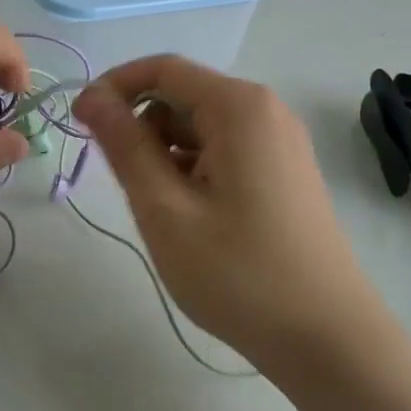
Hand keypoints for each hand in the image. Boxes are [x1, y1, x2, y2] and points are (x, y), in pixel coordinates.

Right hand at [73, 56, 380, 368]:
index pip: (162, 69)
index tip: (79, 122)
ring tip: (161, 209)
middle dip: (141, 126)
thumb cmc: (240, 274)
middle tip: (122, 183)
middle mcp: (264, 110)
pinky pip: (224, 148)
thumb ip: (125, 146)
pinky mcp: (285, 169)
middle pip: (183, 95)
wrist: (330, 341)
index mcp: (239, 107)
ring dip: (166, 151)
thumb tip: (91, 97)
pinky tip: (192, 215)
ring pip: (201, 125)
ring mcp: (280, 140)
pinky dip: (194, 167)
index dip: (114, 87)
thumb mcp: (165, 209)